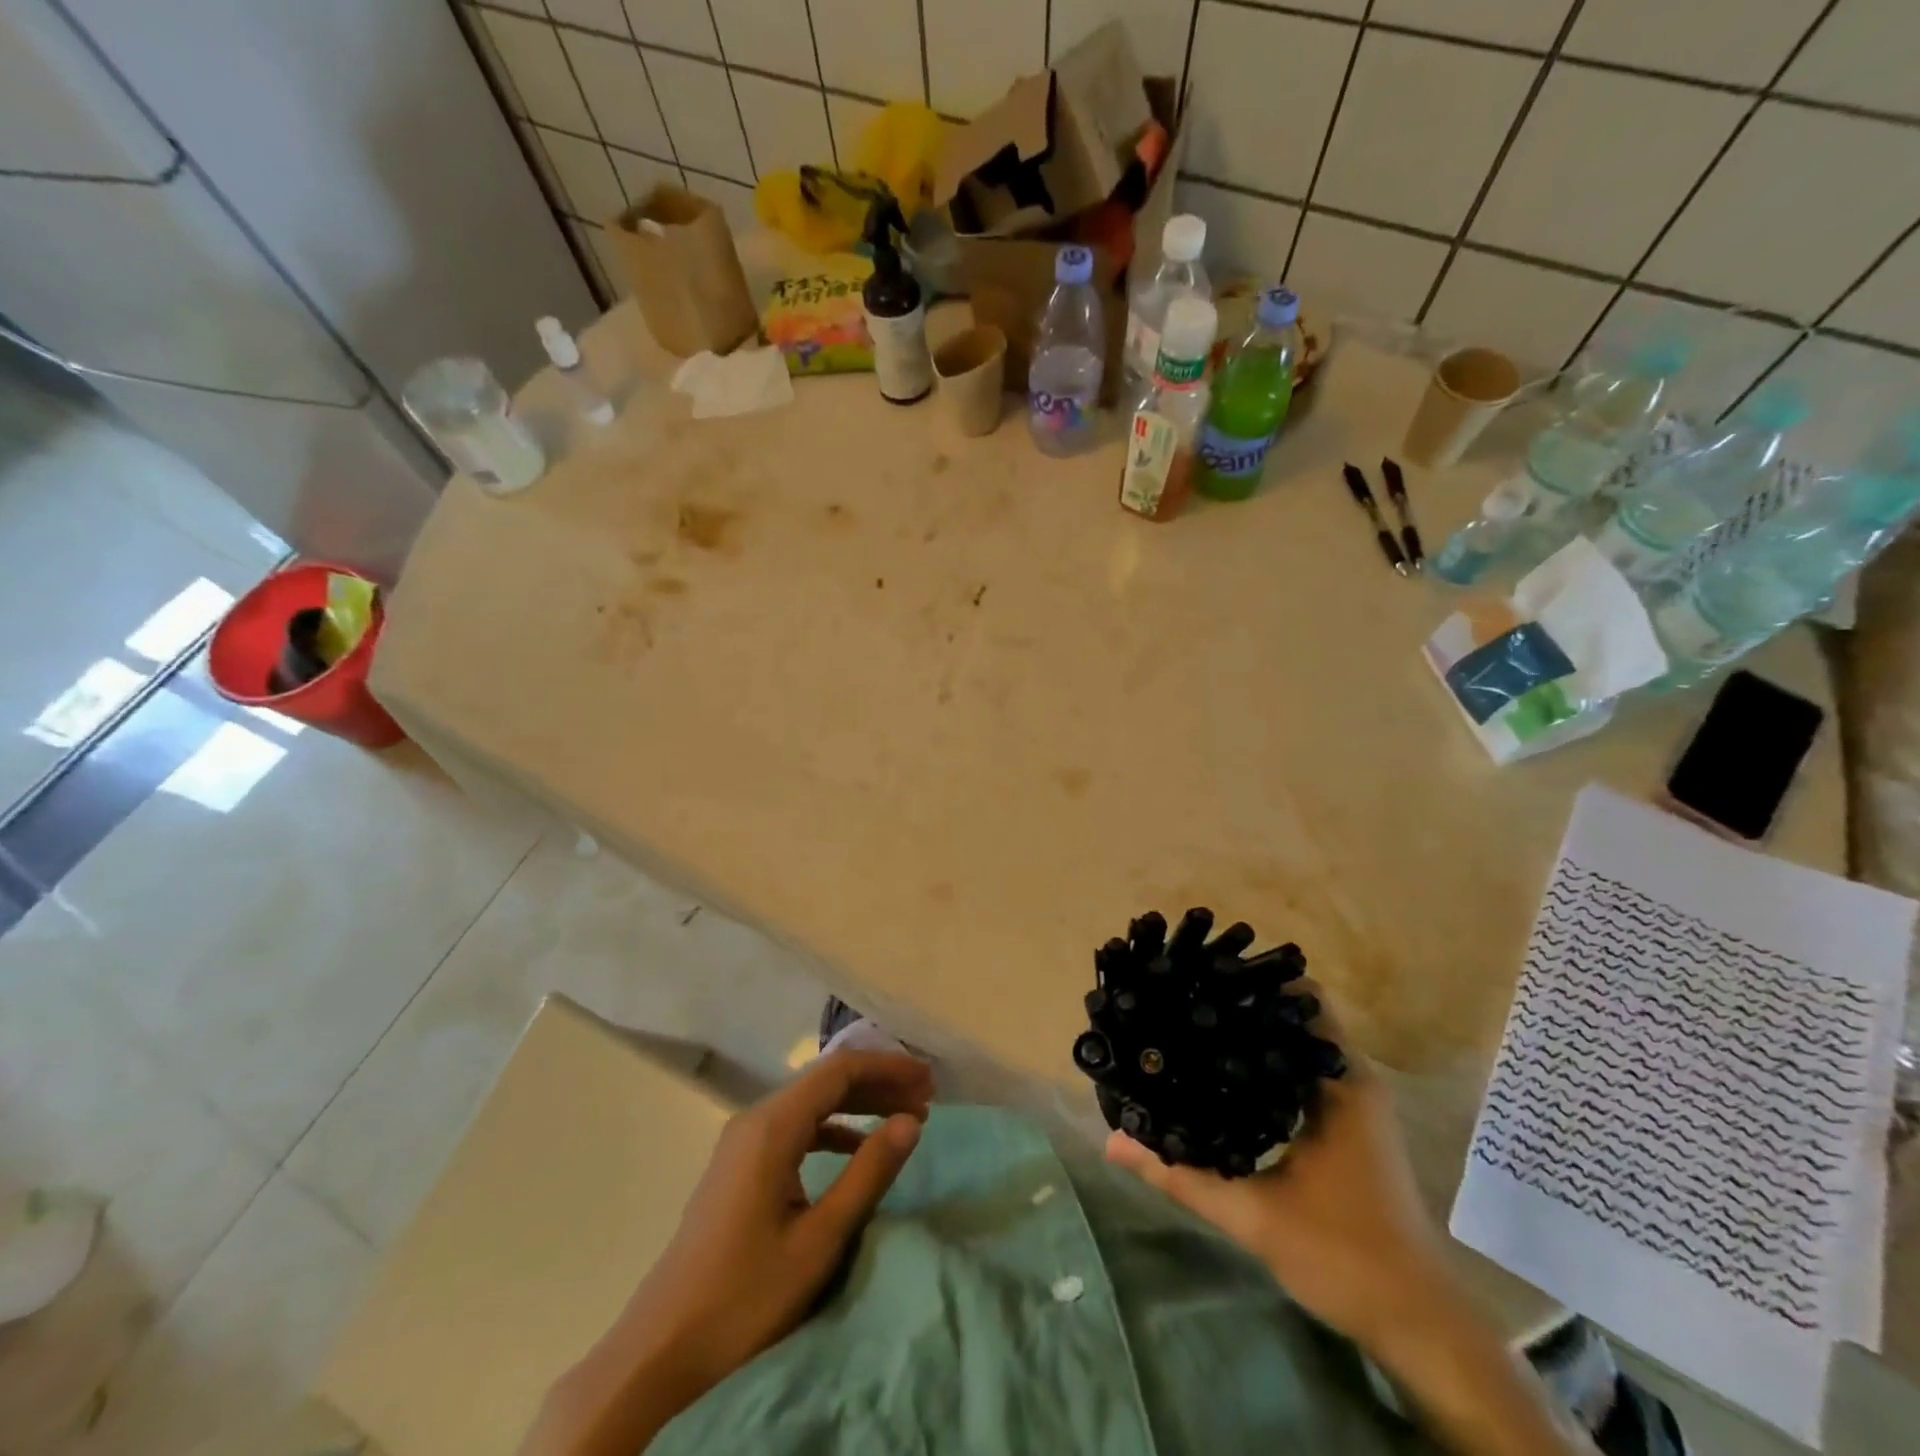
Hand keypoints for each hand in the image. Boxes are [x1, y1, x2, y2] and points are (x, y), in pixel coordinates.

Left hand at [521, 1050, 930, 1455]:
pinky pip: (794, 1129)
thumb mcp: (818, 1240)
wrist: (658, 1353)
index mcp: (771, 1126)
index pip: (839, 1071)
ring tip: (902, 1118)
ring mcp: (742, 1143)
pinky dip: (832, 1129)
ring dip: (858, 1105)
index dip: (888, 1068)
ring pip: (810, 1104)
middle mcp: (754, 1120)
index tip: (929, 1083)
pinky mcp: (739, 1168)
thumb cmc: (744, 1298)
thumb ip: (867, 1174)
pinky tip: (856, 1148)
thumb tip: (911, 1121)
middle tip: (926, 1097)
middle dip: (878, 1082)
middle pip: (825, 1081)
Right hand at [1103, 991, 1453, 1354]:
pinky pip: (1303, 1069)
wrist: (1417, 1323)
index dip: (1253, 979)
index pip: (1302, 998)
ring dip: (1256, 1032)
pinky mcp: (1349, 1123)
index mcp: (1339, 1084)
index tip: (1201, 974)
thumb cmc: (1344, 1257)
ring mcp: (1353, 1101)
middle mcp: (1351, 1078)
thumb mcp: (1252, 1215)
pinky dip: (1268, 1062)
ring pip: (1300, 1041)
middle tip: (1183, 998)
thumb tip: (1111, 1143)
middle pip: (1297, 1012)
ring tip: (1193, 1025)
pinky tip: (1223, 1074)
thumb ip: (1179, 1175)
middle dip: (1244, 1001)